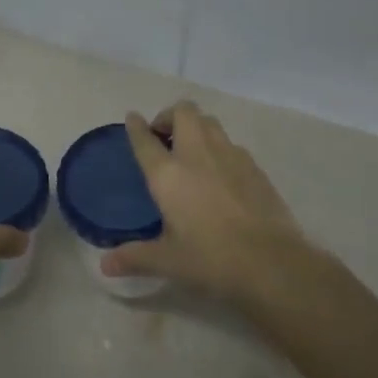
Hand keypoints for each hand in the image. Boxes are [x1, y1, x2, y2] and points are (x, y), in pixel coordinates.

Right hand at [104, 101, 319, 306]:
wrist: (271, 263)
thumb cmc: (210, 259)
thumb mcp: (167, 261)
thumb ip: (134, 257)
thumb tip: (105, 266)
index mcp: (168, 173)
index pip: (145, 139)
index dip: (136, 126)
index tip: (133, 118)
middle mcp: (196, 154)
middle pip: (183, 111)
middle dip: (170, 116)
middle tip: (165, 137)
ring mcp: (230, 155)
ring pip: (210, 122)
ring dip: (196, 127)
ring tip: (192, 151)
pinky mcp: (255, 167)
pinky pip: (232, 144)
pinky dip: (220, 149)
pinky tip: (222, 174)